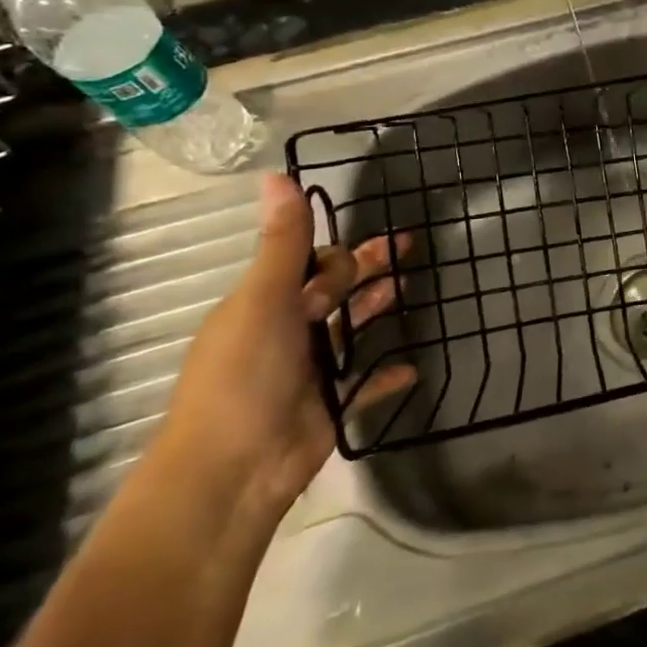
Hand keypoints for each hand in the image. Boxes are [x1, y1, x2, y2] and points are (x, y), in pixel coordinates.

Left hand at [155, 174, 412, 514]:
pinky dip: (386, 375)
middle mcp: (285, 333)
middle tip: (409, 249)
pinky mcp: (330, 406)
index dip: (336, 256)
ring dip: (377, 310)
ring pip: (350, 329)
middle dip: (368, 270)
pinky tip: (412, 367)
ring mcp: (309, 371)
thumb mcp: (263, 301)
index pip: (307, 265)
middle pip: (334, 291)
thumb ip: (283, 243)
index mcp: (264, 305)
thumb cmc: (244, 377)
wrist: (233, 471)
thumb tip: (277, 175)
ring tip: (410, 292)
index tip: (365, 254)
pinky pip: (365, 383)